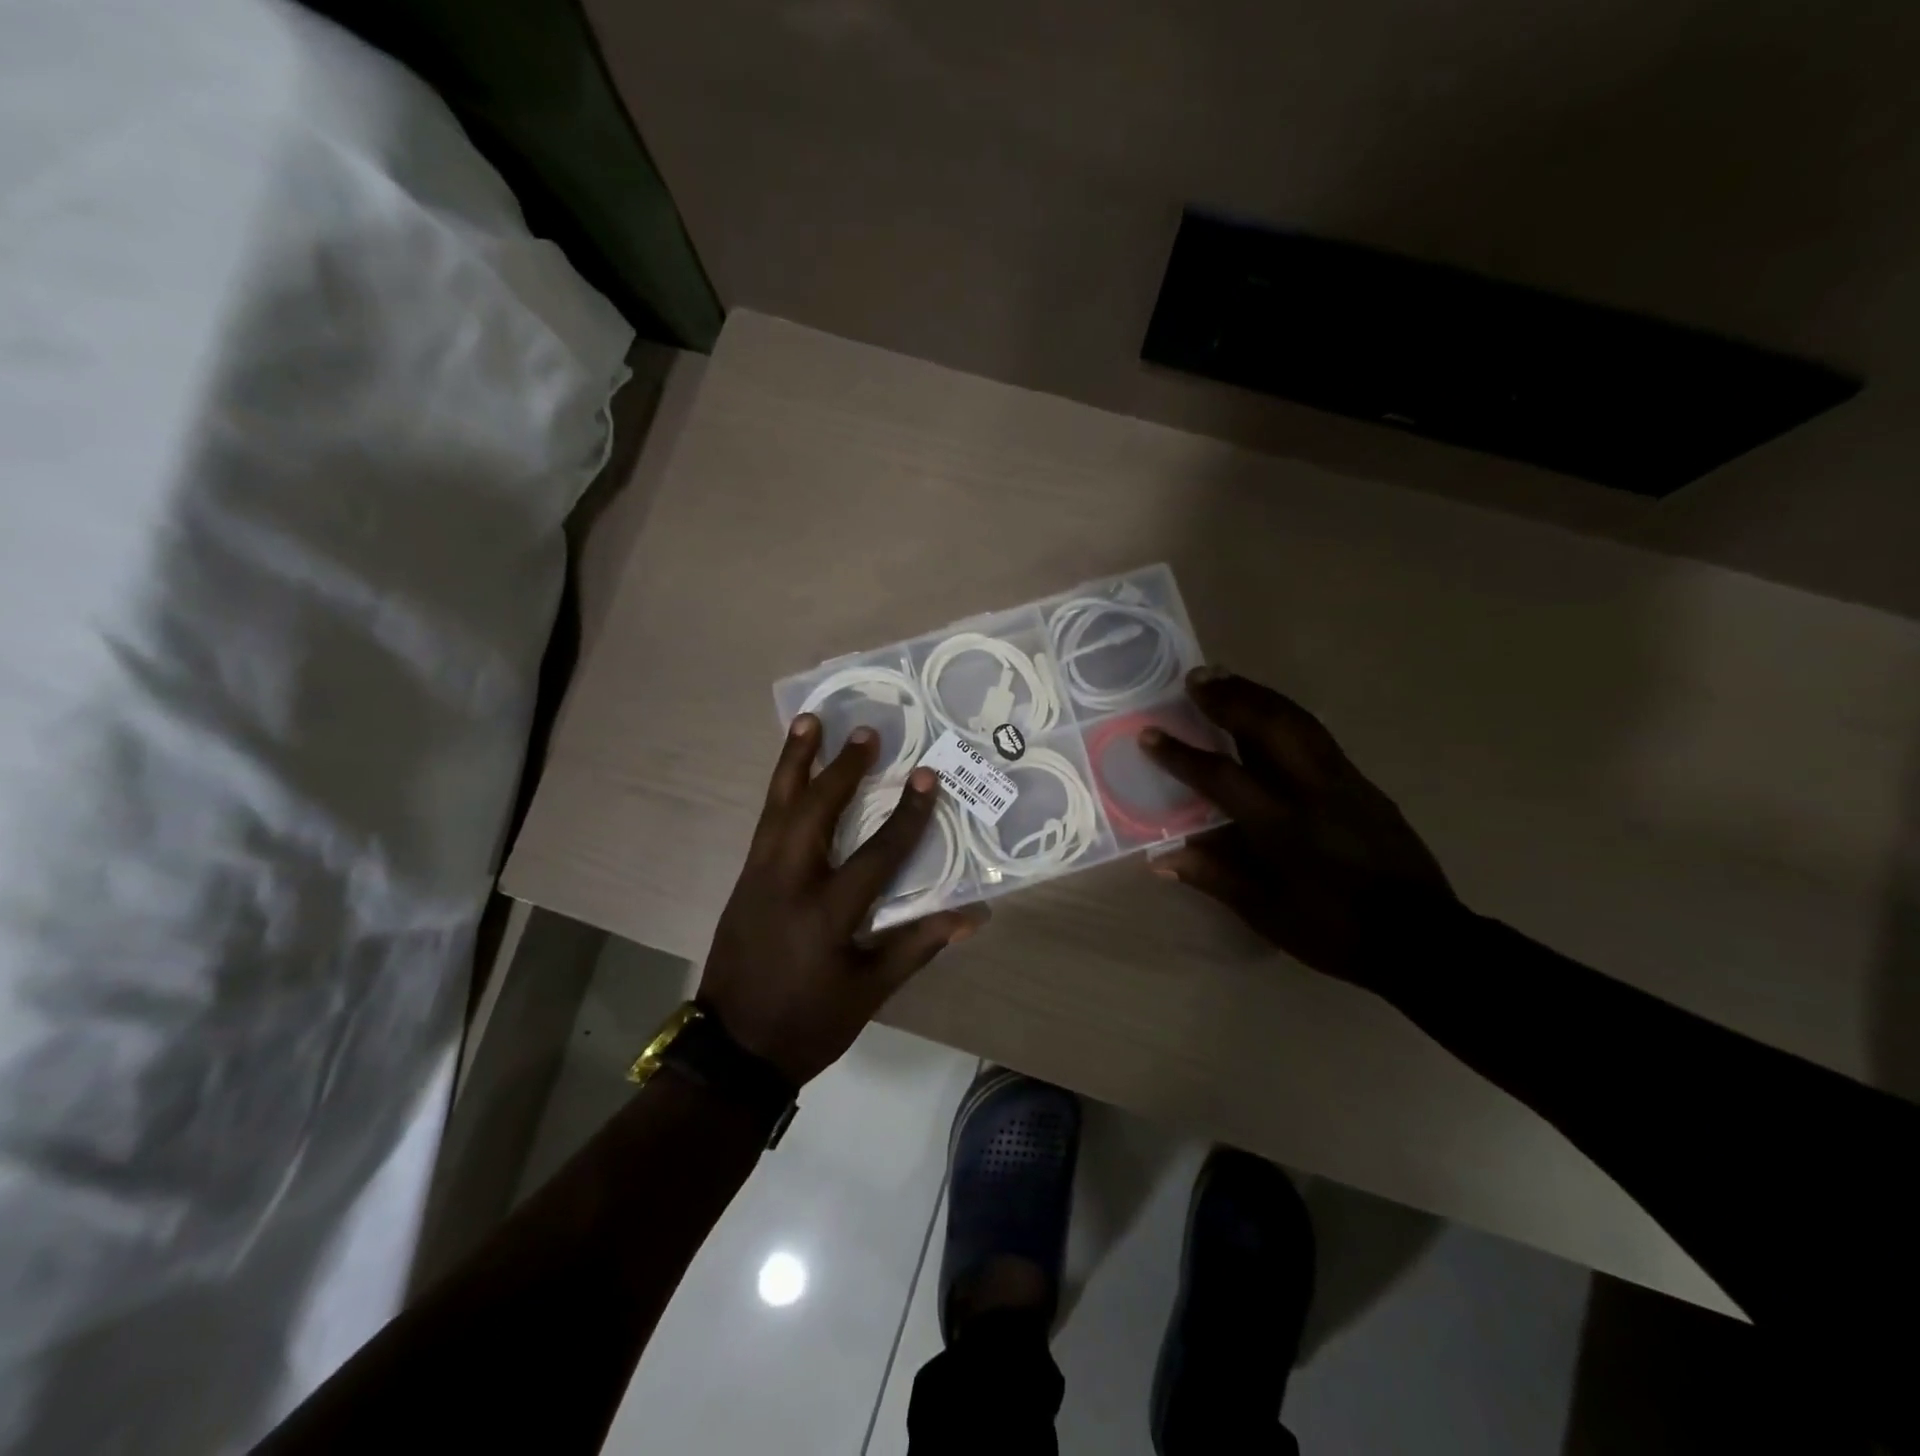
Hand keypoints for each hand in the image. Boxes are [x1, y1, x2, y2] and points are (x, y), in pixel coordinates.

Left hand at [698, 715, 988, 1083]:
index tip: (927, 777)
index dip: (907, 815)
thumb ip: (918, 945)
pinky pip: (766, 822)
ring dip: (794, 761)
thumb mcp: (870, 991)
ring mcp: (759, 876)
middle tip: (865, 733)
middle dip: (841, 769)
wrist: (732, 1049)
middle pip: (814, 811)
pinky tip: (790, 774)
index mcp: (826, 913)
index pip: (877, 854)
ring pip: (777, 806)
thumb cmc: (809, 1023)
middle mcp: (788, 882)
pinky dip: (780, 790)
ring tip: (808, 721)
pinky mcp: (744, 879)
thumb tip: (973, 915)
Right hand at [1140, 668, 1454, 987]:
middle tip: (1196, 677)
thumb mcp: (1267, 914)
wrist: (1423, 938)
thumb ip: (1215, 877)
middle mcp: (1313, 791)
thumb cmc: (1335, 932)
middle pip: (1269, 726)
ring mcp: (1344, 782)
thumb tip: (1163, 858)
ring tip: (1227, 678)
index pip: (1222, 777)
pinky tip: (1271, 713)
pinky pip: (1318, 735)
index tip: (1150, 734)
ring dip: (1259, 694)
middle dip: (1230, 697)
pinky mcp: (1365, 784)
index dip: (1181, 754)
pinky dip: (1286, 714)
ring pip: (1298, 721)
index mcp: (1282, 827)